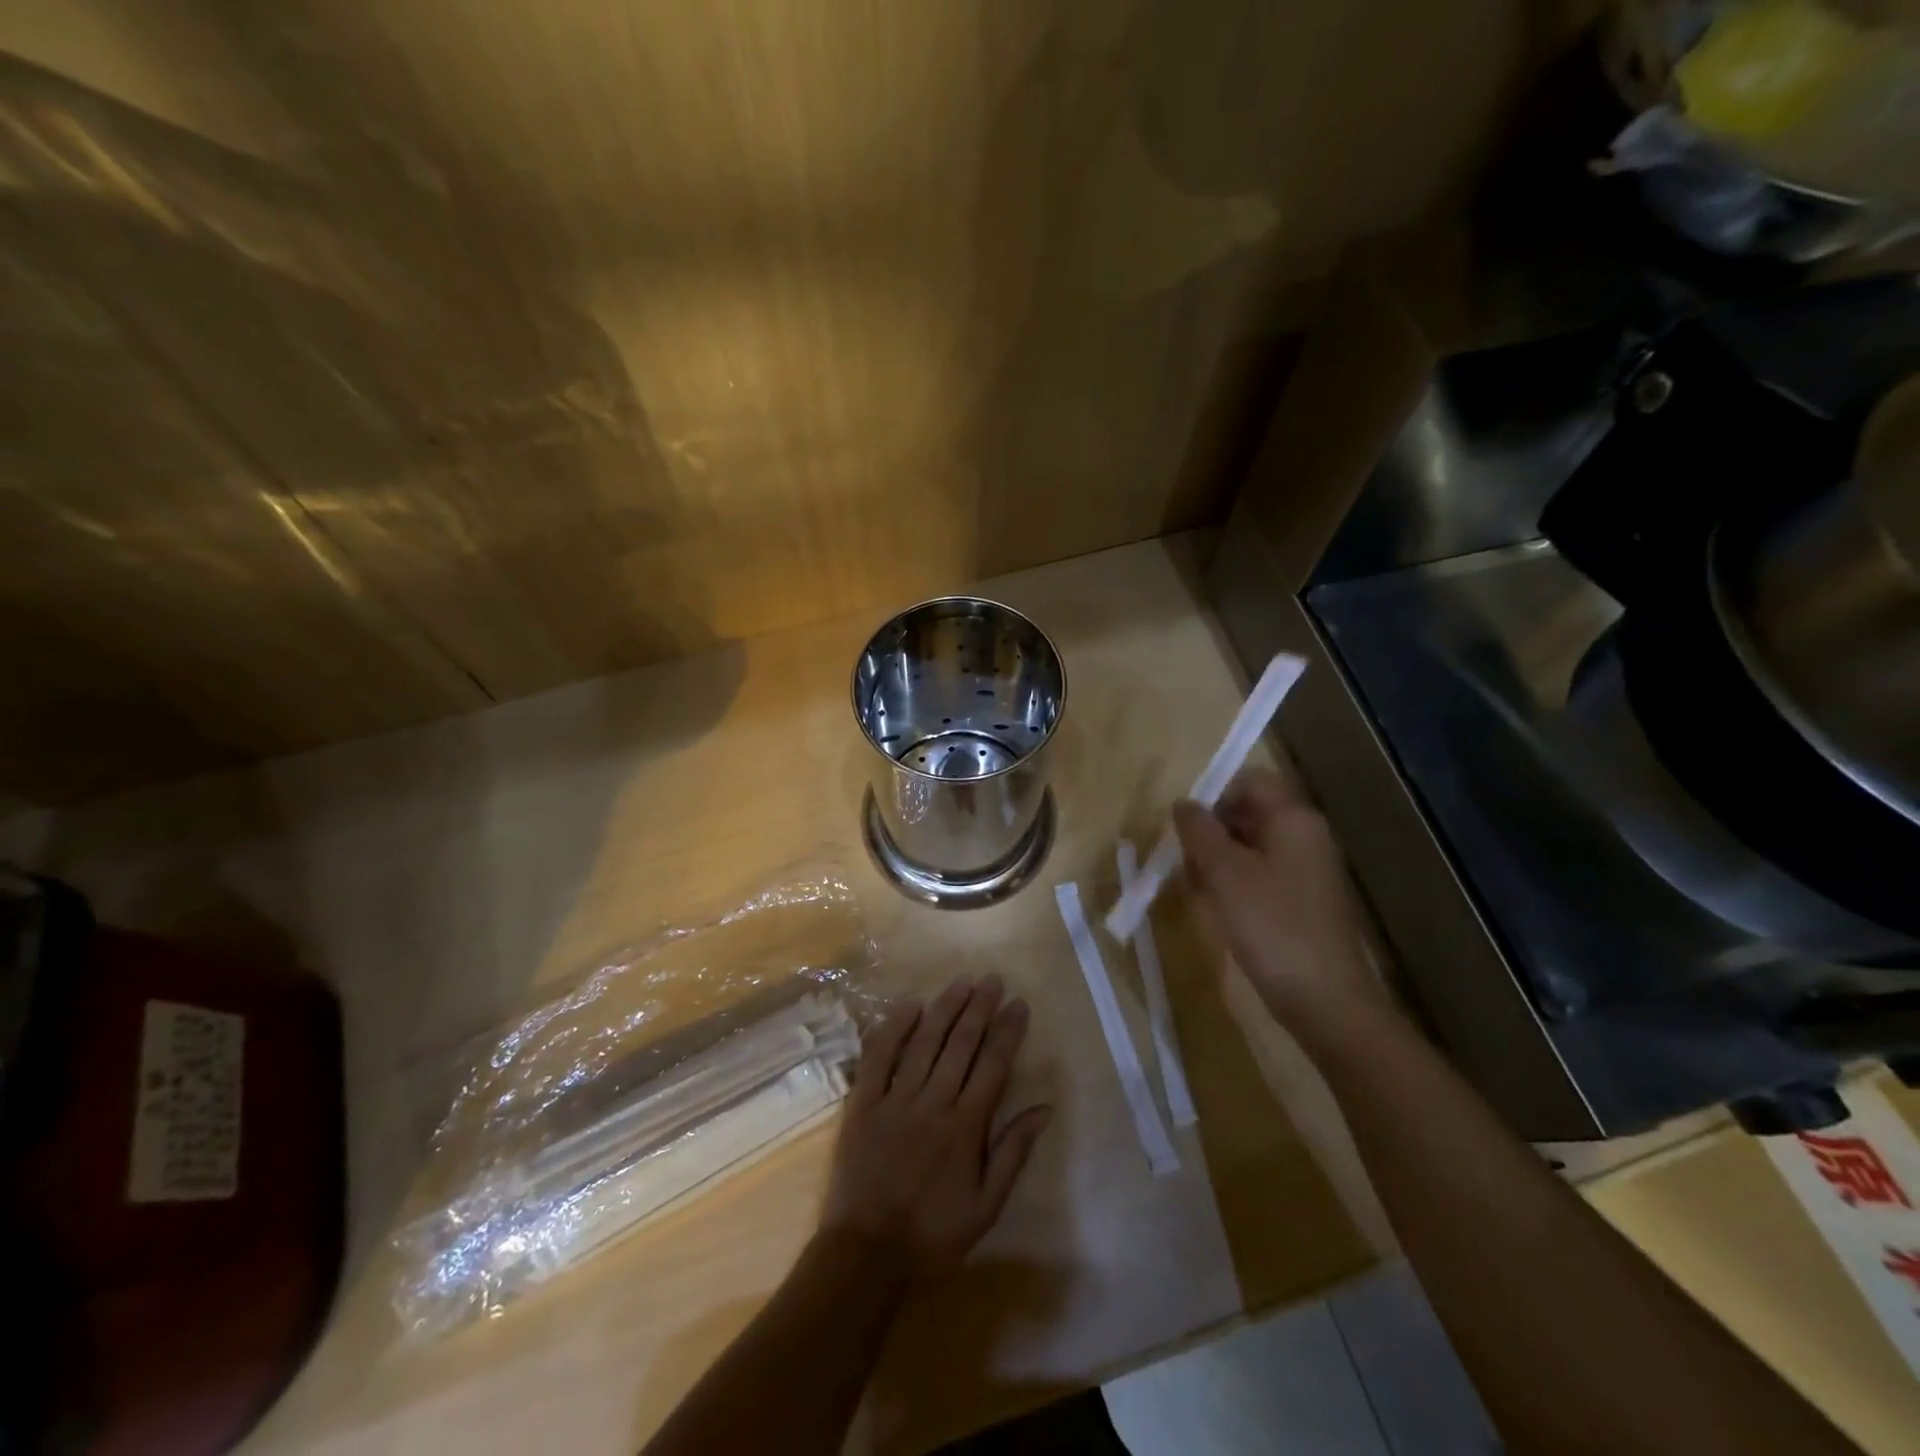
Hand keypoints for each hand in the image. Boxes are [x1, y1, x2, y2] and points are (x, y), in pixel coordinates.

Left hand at [822, 975, 1049, 1283]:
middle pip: (960, 1045)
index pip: (992, 1066)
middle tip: (992, 979)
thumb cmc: (933, 1235)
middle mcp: (933, 1103)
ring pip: (924, 1042)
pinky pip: (877, 1057)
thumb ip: (1012, 1153)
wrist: (866, 1255)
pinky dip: (892, 1028)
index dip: (1007, 1032)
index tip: (1018, 1004)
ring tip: (961, 982)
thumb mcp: (986, 1207)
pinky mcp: (863, 1103)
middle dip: (979, 1008)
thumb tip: (1043, 1109)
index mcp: (965, 1127)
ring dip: (944, 1008)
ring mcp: (895, 1099)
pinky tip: (908, 1006)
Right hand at [1173, 767, 1385, 1027]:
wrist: (1324, 999)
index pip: (1249, 782)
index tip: (1186, 827)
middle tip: (1184, 861)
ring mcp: (1306, 870)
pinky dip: (1234, 882)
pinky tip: (1215, 906)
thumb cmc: (1271, 925)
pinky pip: (1260, 874)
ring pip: (1250, 846)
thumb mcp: (1224, 872)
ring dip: (1217, 859)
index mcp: (1293, 819)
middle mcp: (1305, 836)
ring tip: (1194, 887)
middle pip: (1249, 813)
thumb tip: (1184, 804)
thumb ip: (1199, 830)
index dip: (1213, 796)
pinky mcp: (1301, 901)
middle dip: (1210, 831)